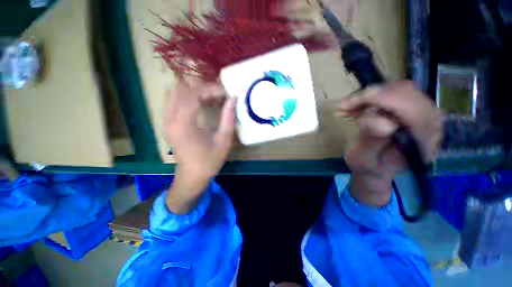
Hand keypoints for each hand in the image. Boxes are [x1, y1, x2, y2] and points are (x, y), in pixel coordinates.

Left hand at [164, 79, 235, 213]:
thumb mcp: (223, 141)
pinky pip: (176, 101)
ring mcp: (166, 120)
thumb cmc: (209, 161)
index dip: (210, 89)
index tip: (226, 92)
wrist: (192, 176)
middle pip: (182, 90)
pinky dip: (190, 98)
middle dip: (203, 88)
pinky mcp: (169, 123)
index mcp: (183, 124)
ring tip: (213, 98)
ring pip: (177, 93)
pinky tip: (203, 104)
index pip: (193, 94)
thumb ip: (228, 118)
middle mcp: (170, 119)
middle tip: (220, 94)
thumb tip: (233, 99)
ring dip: (196, 92)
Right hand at [338, 81, 441, 205]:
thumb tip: (381, 121)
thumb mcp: (364, 159)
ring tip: (351, 107)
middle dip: (372, 95)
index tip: (348, 106)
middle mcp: (431, 125)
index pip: (411, 109)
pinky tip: (359, 106)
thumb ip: (372, 142)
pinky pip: (396, 91)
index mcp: (422, 144)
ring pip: (400, 88)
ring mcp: (425, 115)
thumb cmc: (369, 167)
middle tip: (346, 105)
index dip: (380, 100)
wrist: (376, 167)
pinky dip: (373, 95)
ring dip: (371, 95)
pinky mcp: (415, 109)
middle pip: (407, 93)